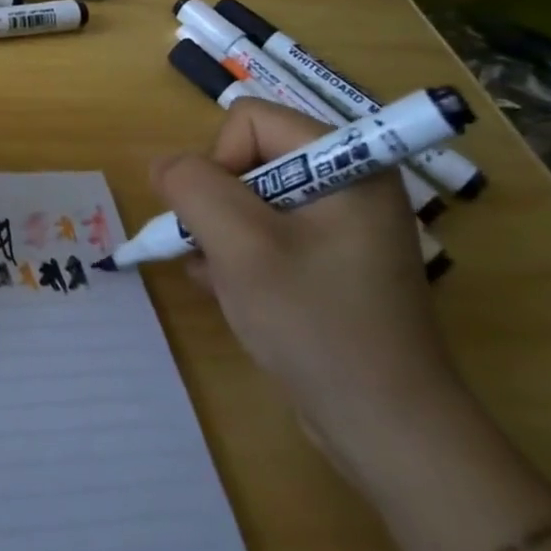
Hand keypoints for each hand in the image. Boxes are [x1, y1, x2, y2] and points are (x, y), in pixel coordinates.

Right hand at [150, 99, 468, 479]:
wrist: (386, 429)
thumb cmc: (316, 323)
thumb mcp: (239, 245)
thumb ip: (192, 186)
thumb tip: (164, 166)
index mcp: (347, 162)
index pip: (249, 121)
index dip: (219, 162)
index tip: (222, 221)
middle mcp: (348, 183)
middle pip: (246, 158)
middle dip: (217, 206)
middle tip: (219, 254)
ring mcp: (340, 225)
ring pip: (247, 199)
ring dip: (221, 236)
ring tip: (226, 281)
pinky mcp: (330, 260)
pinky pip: (264, 233)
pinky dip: (238, 256)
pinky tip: (234, 294)